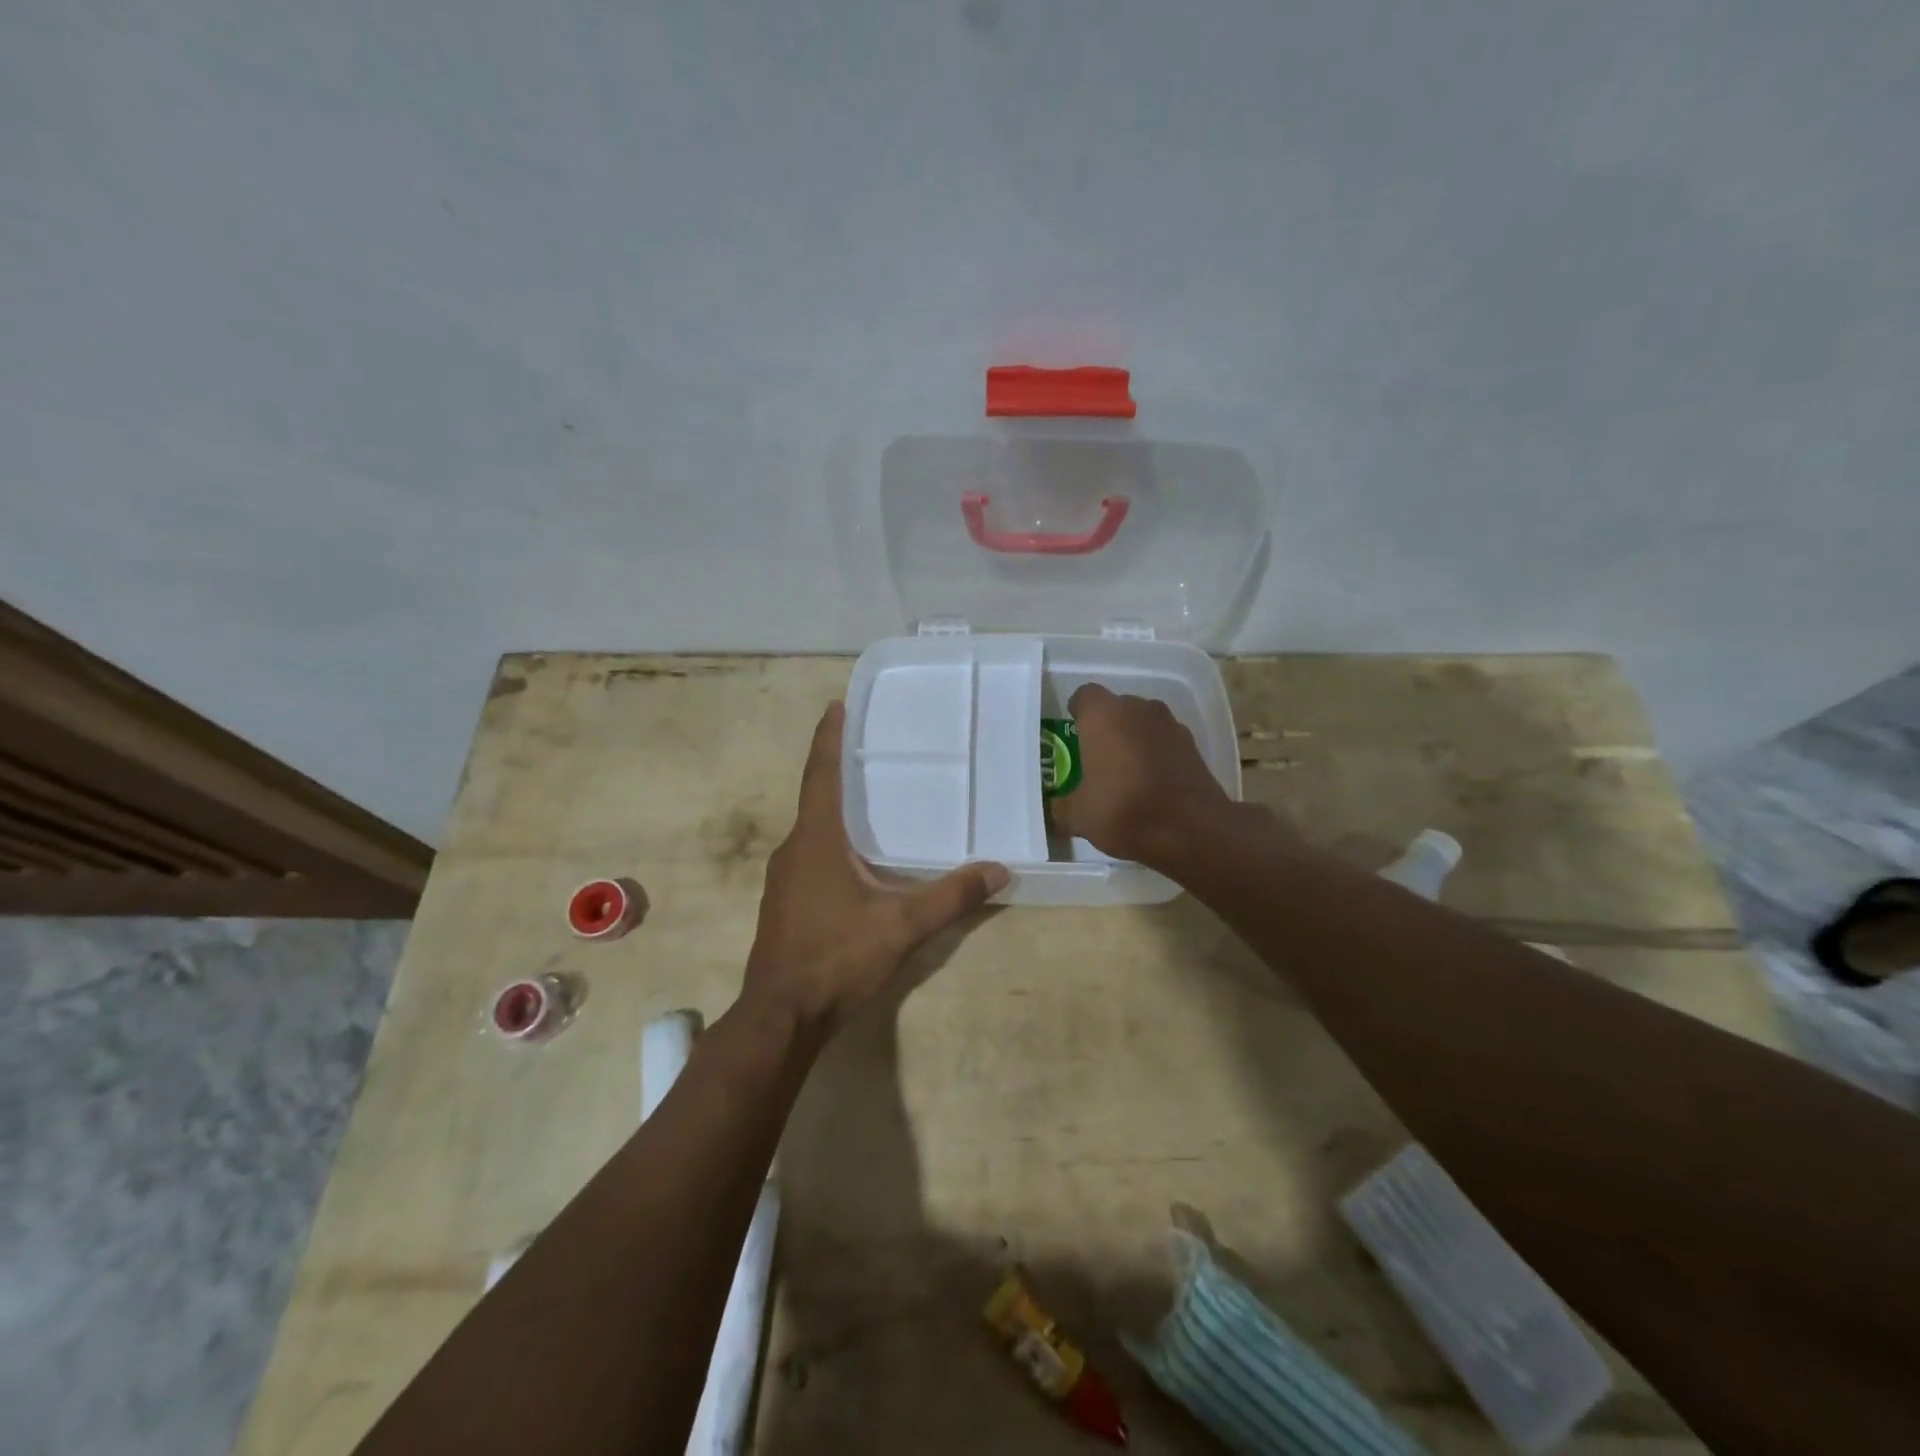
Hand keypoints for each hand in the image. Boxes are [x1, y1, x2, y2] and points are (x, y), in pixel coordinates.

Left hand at [744, 702, 1007, 1034]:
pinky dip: (832, 840)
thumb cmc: (836, 957)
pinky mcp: (784, 903)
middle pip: (816, 796)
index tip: (836, 706)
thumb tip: (999, 870)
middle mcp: (794, 849)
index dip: (829, 738)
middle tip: (872, 748)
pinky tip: (858, 858)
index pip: (821, 774)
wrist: (781, 1016)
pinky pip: (810, 855)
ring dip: (836, 808)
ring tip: (871, 798)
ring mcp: (783, 878)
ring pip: (813, 829)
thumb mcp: (901, 926)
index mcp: (816, 839)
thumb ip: (951, 896)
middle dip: (839, 769)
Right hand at [1050, 684, 1237, 867]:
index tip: (1073, 735)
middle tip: (1095, 756)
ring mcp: (1169, 724)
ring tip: (1125, 770)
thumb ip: (1061, 807)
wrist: (1192, 830)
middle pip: (1116, 707)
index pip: (1084, 696)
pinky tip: (1151, 781)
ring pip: (1143, 722)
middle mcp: (1137, 709)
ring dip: (1133, 738)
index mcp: (1103, 716)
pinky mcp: (1192, 745)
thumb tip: (1054, 809)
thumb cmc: (1124, 811)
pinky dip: (1156, 753)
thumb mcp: (1079, 817)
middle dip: (1105, 727)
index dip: (1077, 712)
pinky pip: (1164, 740)